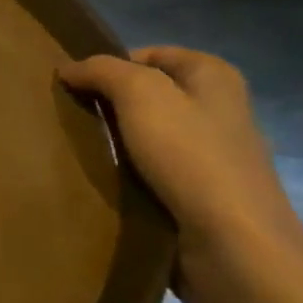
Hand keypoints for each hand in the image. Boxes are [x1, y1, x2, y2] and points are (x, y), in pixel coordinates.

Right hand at [57, 47, 302, 294]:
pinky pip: (150, 173)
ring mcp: (210, 156)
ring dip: (112, 142)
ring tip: (76, 149)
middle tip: (68, 116)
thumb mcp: (139, 93)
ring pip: (144, 136)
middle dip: (107, 105)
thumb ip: (100, 70)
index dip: (109, 66)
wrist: (234, 248)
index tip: (74, 87)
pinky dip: (125, 175)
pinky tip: (100, 181)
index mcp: (214, 76)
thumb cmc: (191, 157)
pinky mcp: (198, 196)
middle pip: (145, 95)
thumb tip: (67, 69)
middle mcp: (217, 110)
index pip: (147, 54)